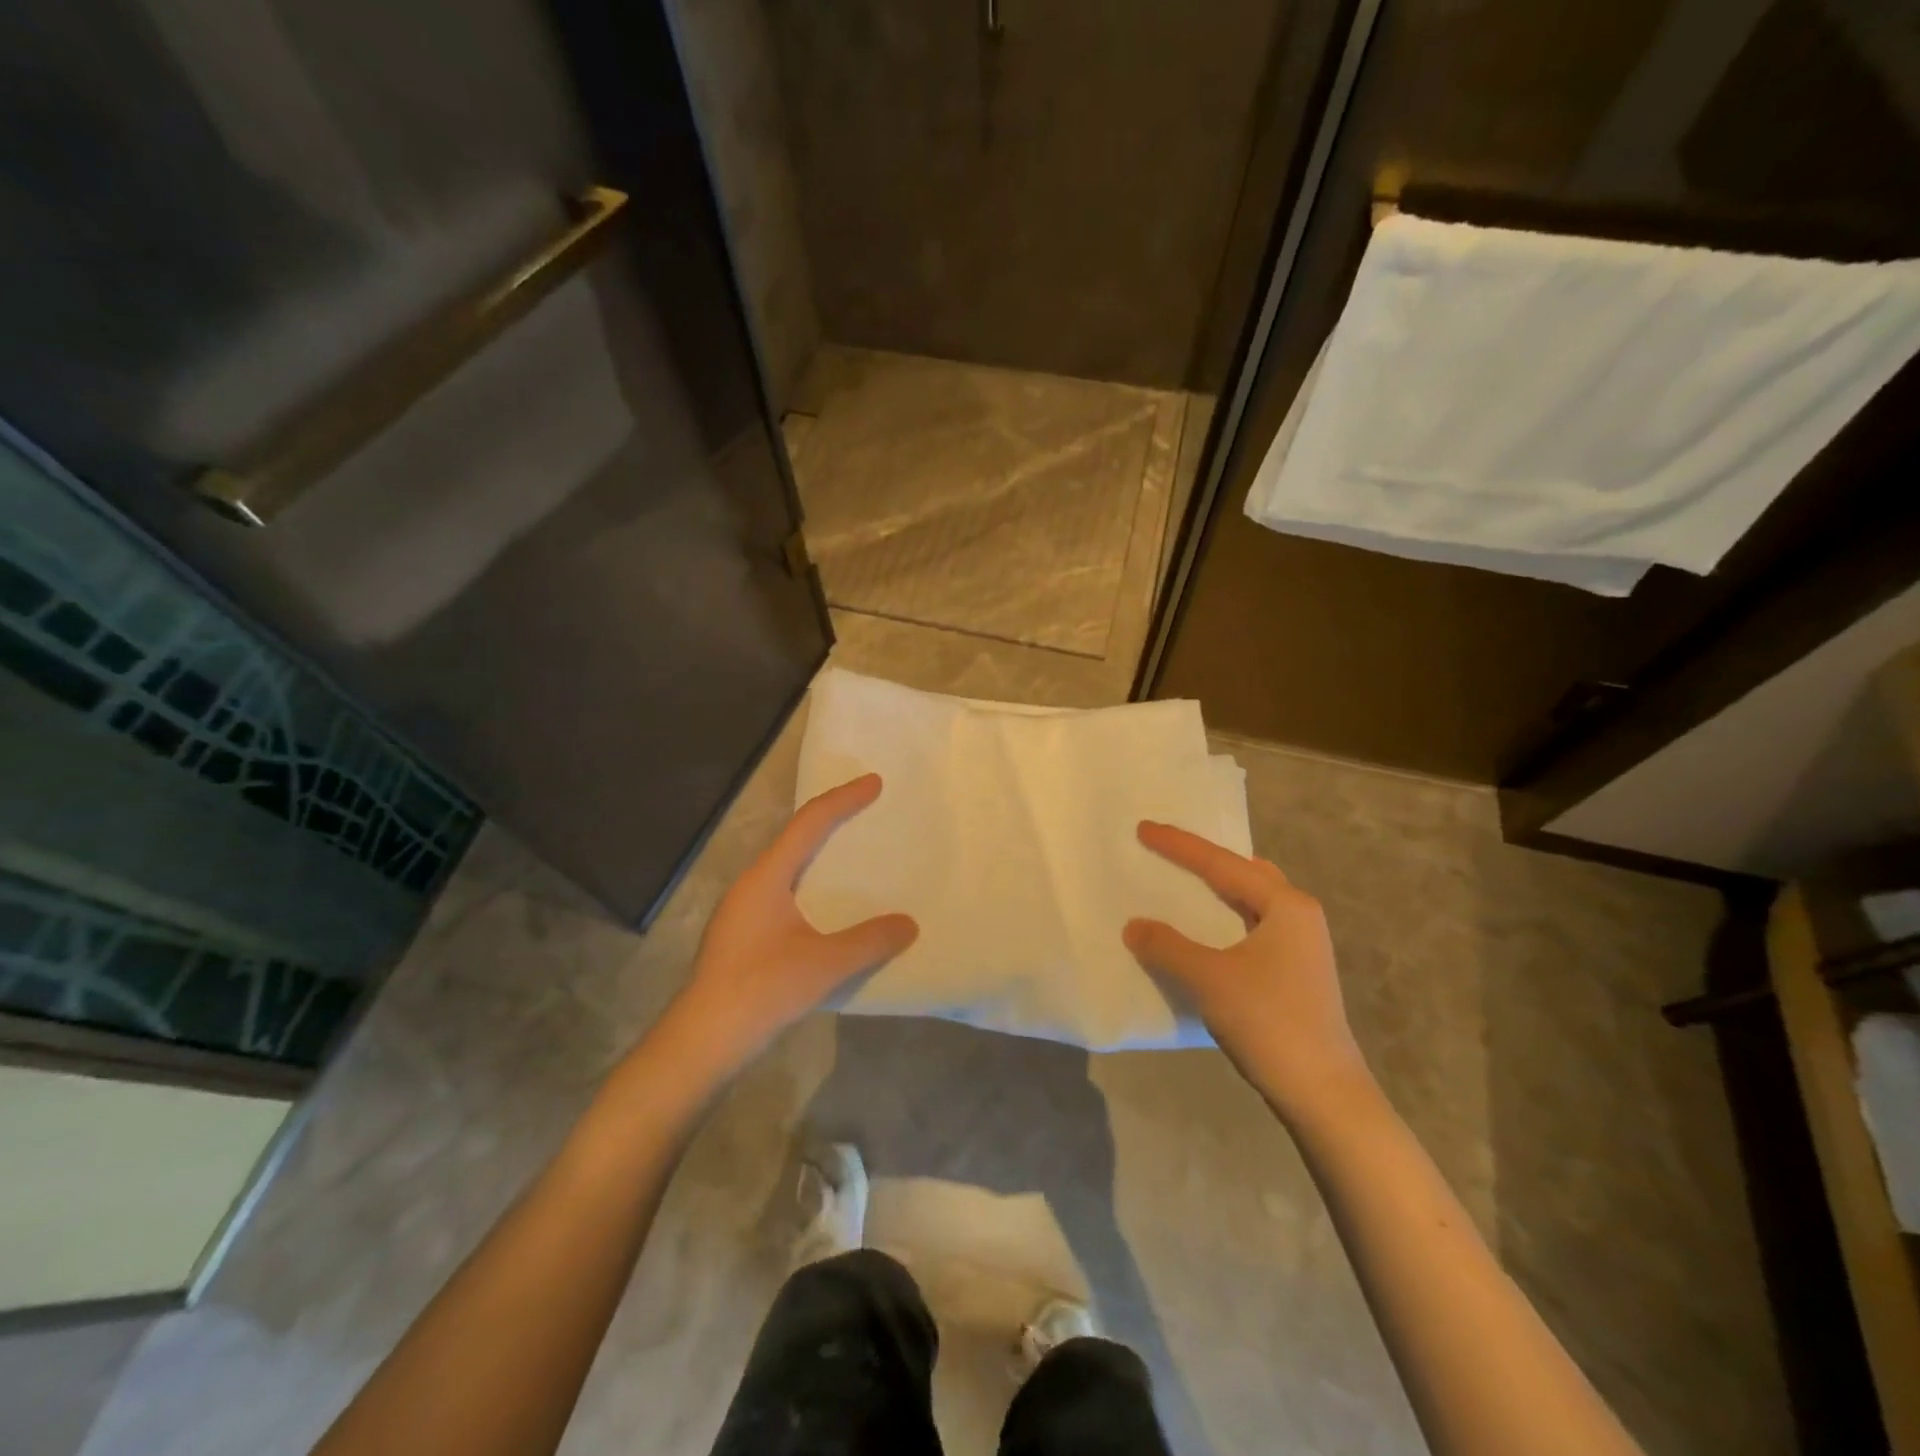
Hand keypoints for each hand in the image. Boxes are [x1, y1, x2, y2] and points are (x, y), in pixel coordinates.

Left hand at [665, 774, 917, 1075]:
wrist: (702, 1040)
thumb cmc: (761, 990)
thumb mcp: (824, 965)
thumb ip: (869, 941)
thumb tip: (909, 924)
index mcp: (766, 877)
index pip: (809, 823)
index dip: (843, 799)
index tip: (874, 783)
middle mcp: (751, 884)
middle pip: (794, 838)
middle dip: (830, 820)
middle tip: (864, 810)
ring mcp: (741, 910)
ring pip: (786, 867)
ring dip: (817, 854)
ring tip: (849, 855)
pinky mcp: (741, 935)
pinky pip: (782, 892)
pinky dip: (809, 884)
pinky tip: (825, 909)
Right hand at [1124, 821, 1369, 1119]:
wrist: (1324, 1093)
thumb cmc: (1269, 1022)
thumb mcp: (1209, 979)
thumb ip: (1167, 946)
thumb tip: (1133, 925)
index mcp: (1285, 905)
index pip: (1222, 863)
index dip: (1179, 845)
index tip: (1144, 828)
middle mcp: (1298, 915)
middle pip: (1244, 872)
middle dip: (1206, 859)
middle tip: (1167, 849)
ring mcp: (1301, 945)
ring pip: (1252, 899)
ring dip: (1218, 888)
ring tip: (1185, 880)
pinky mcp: (1295, 972)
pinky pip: (1253, 925)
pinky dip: (1226, 916)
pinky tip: (1206, 929)